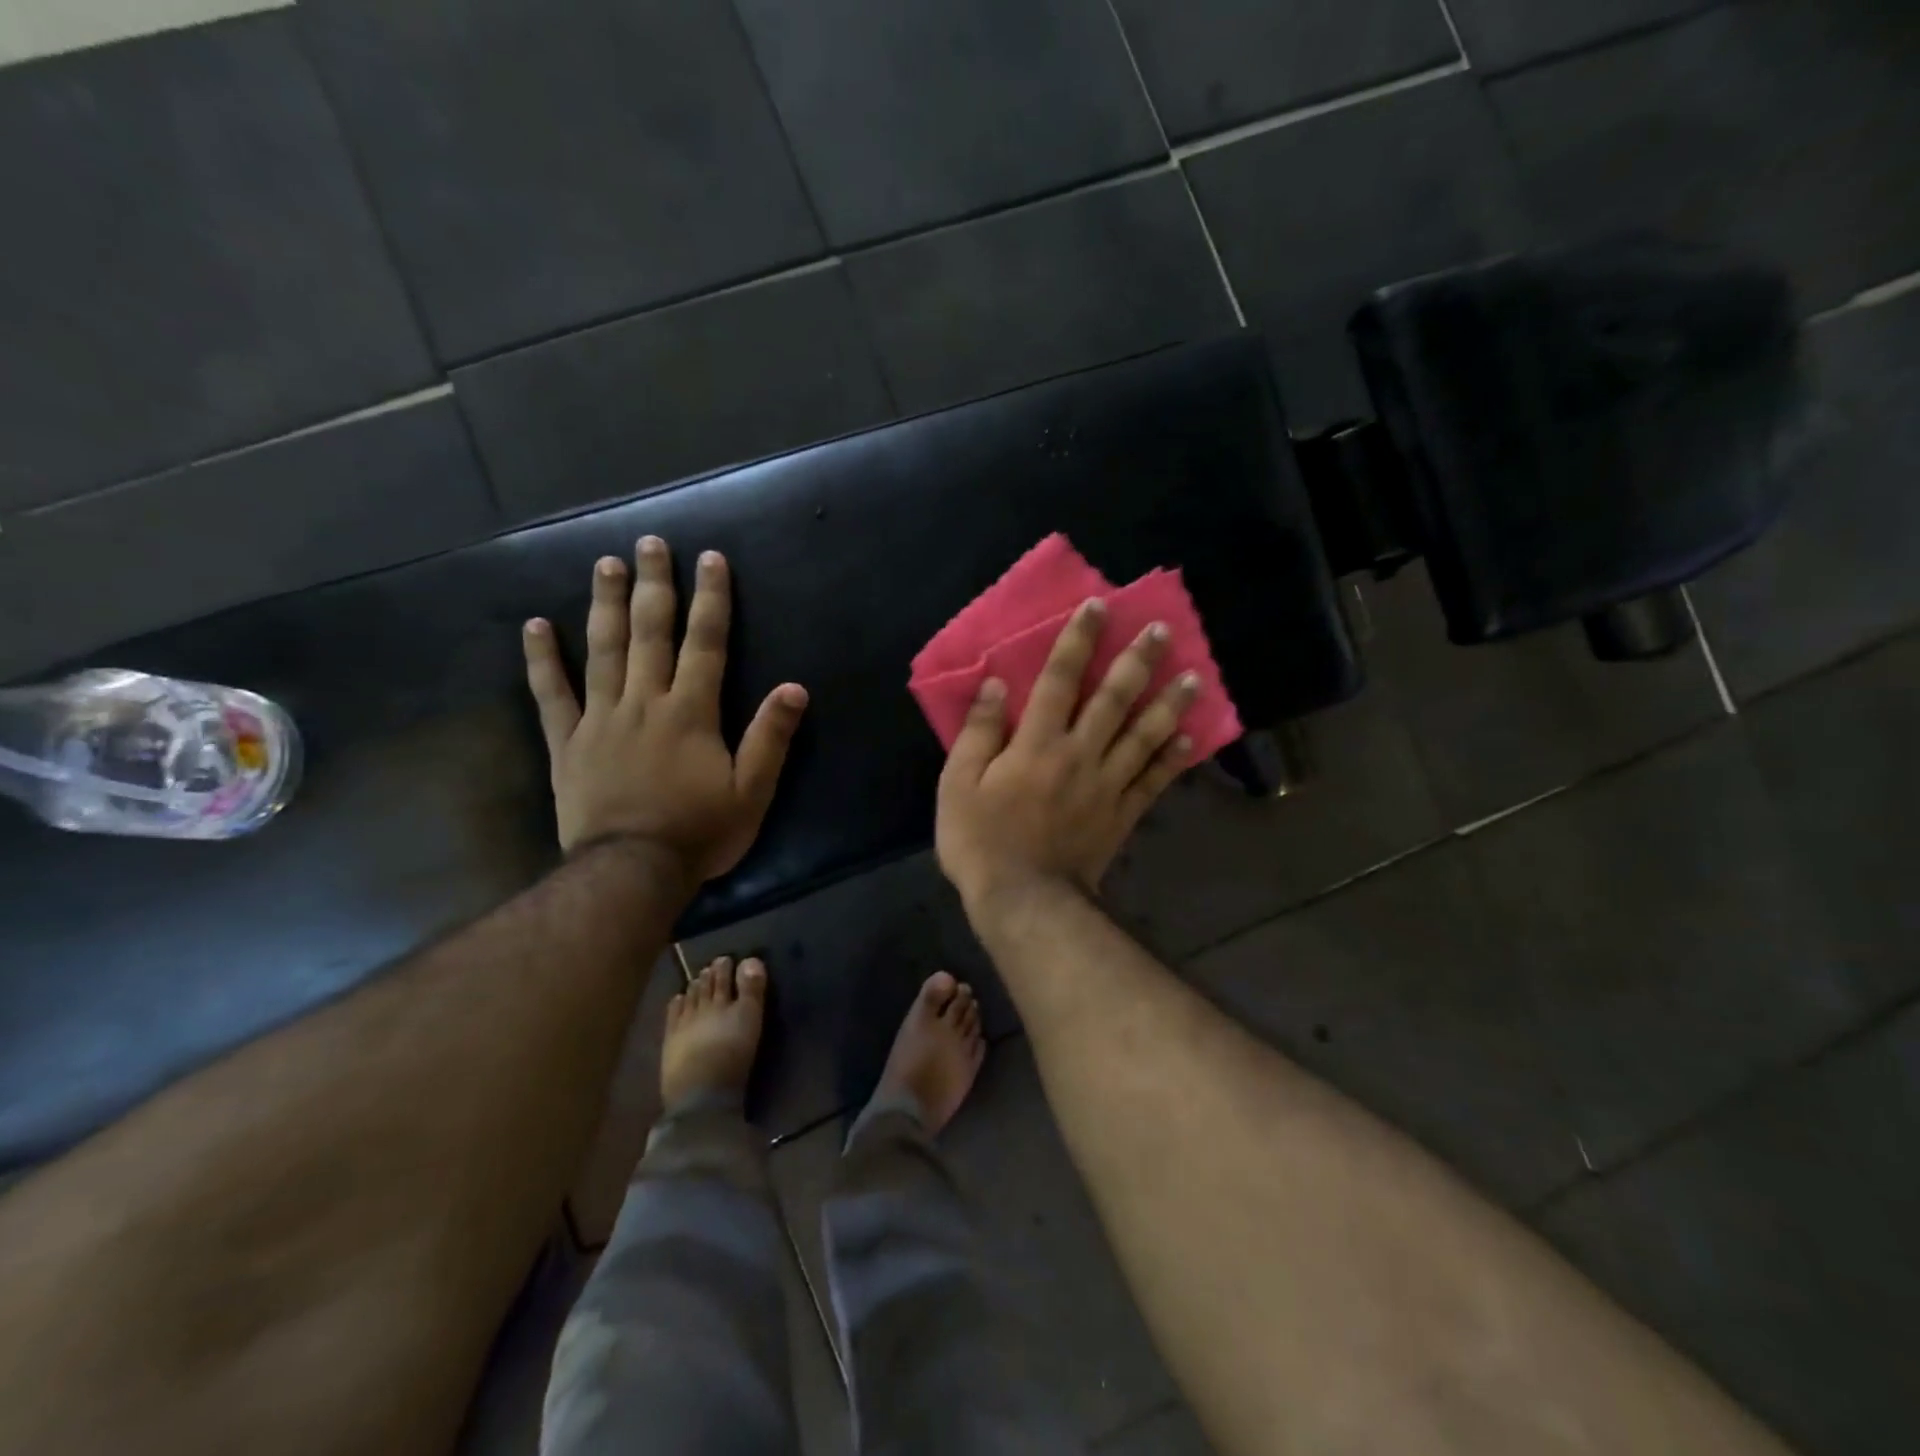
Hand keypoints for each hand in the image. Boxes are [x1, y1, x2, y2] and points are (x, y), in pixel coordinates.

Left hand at [523, 536, 807, 885]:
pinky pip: (551, 695)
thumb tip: (794, 688)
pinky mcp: (568, 743)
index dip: (711, 599)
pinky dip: (542, 660)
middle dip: (654, 586)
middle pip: (650, 633)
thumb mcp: (751, 792)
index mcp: (691, 712)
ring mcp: (601, 719)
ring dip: (605, 605)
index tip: (710, 559)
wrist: (631, 872)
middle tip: (650, 544)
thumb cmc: (699, 832)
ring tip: (605, 565)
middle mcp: (645, 702)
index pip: (705, 643)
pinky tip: (535, 627)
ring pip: (603, 651)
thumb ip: (770, 738)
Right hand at [936, 598, 1196, 911]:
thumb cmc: (981, 841)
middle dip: (1138, 661)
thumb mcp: (958, 784)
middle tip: (1163, 630)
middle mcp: (1079, 754)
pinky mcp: (1121, 814)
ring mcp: (1106, 785)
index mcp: (1037, 743)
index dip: (1078, 641)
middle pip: (1113, 699)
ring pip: (1143, 735)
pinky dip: (1172, 760)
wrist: (1023, 901)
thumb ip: (978, 732)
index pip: (1059, 679)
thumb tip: (996, 685)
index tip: (1098, 607)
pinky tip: (1190, 738)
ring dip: (1168, 703)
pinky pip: (1152, 782)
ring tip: (1194, 676)